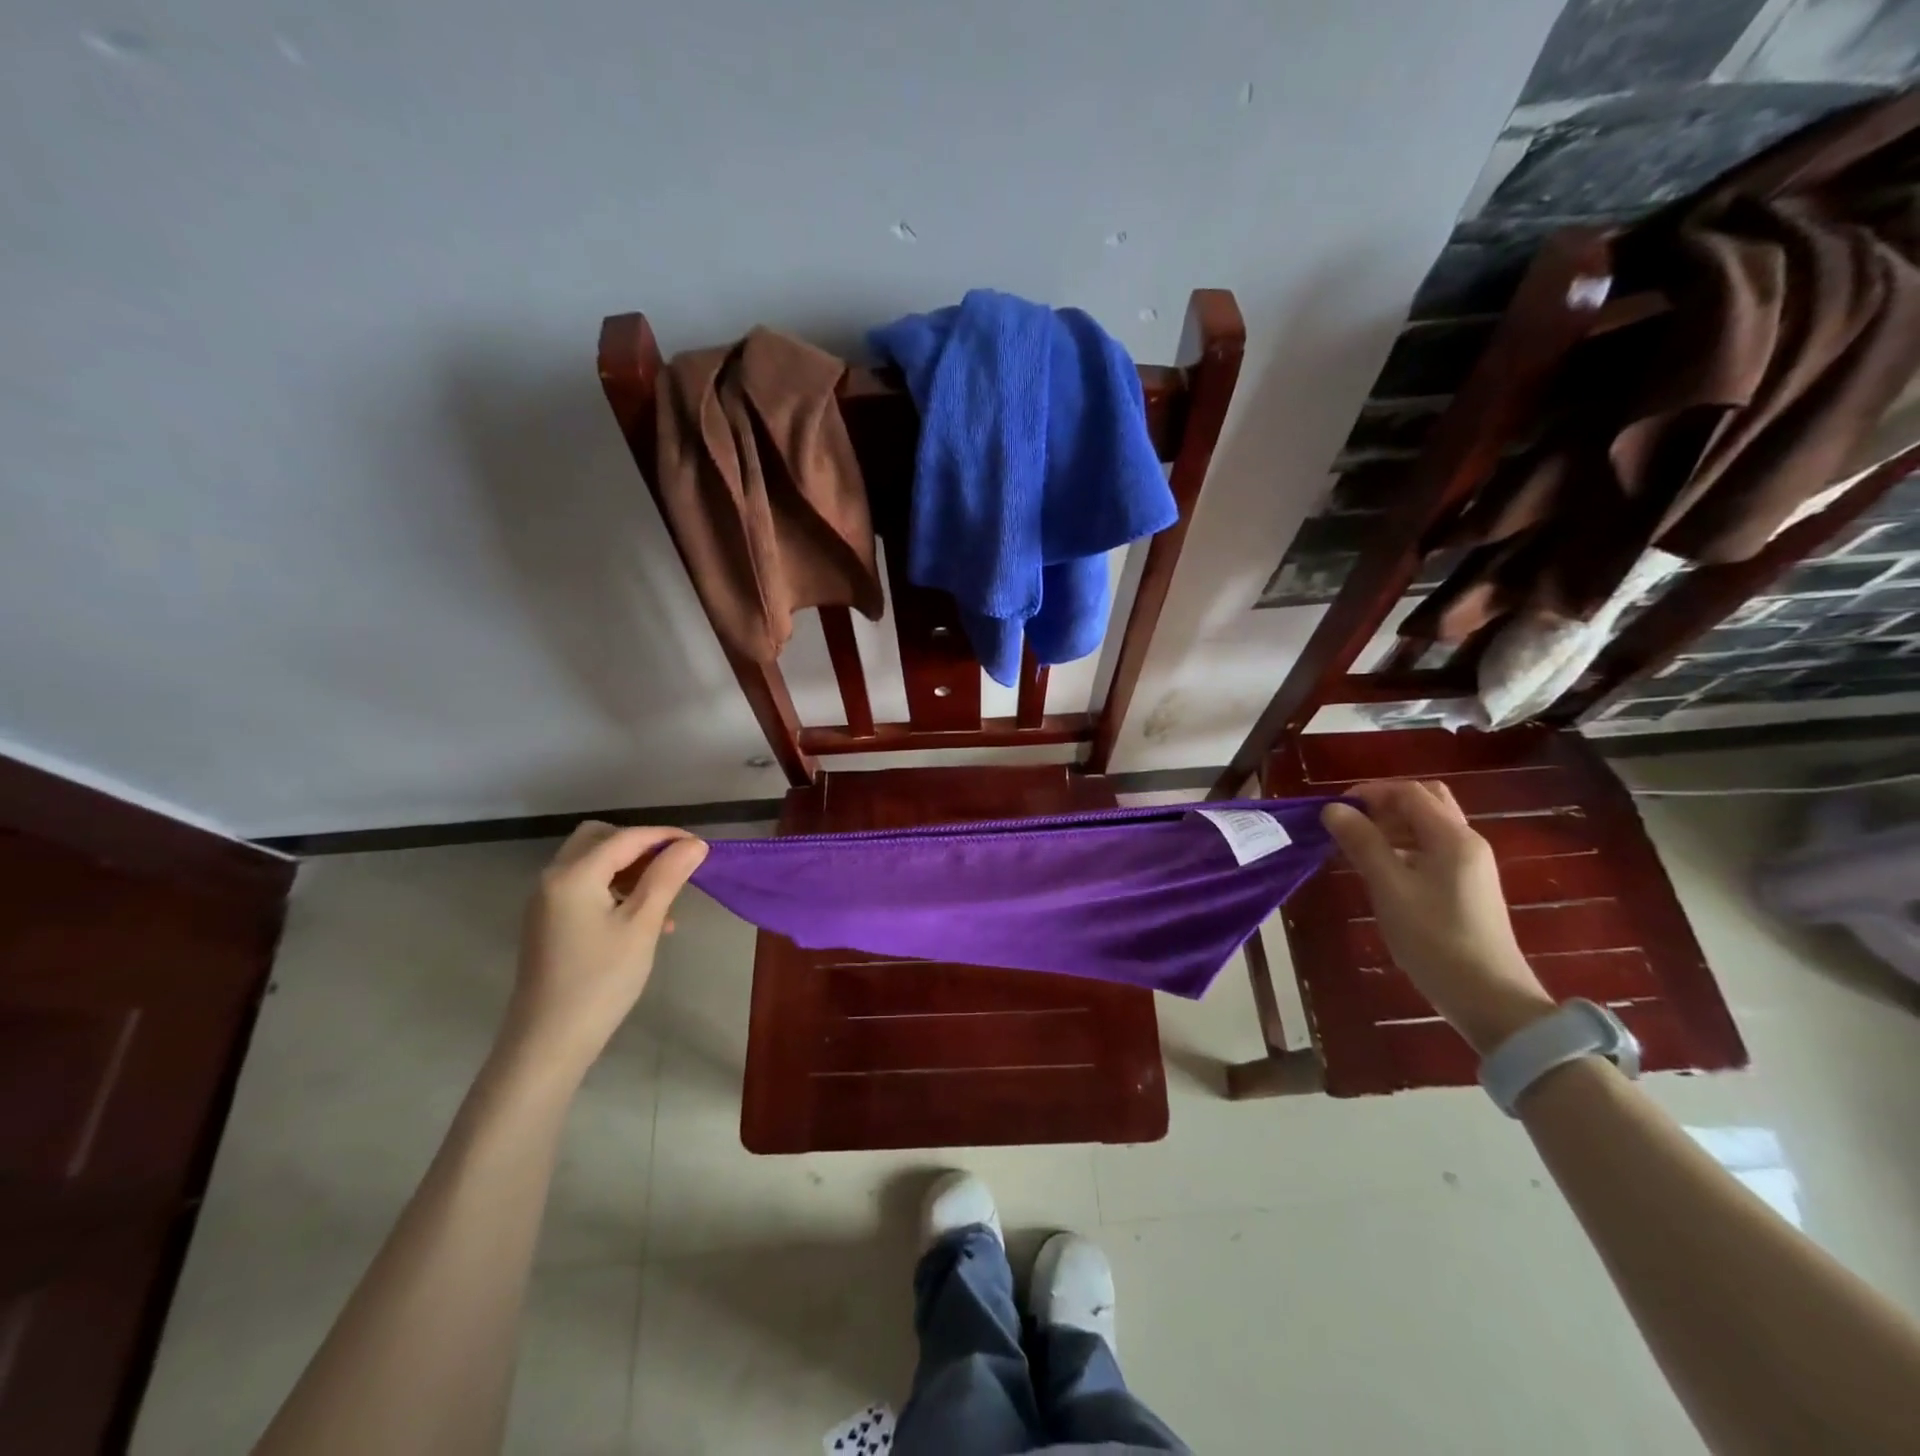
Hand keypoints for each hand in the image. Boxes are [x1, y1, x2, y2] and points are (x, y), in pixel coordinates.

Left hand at [504, 822, 707, 1076]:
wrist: (549, 1041)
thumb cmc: (601, 980)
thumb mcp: (642, 925)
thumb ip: (667, 877)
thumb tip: (694, 844)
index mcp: (574, 875)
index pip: (626, 837)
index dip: (666, 837)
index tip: (701, 848)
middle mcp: (553, 878)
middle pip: (600, 838)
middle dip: (641, 845)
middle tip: (674, 866)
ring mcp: (547, 901)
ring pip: (592, 862)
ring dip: (629, 868)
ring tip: (665, 897)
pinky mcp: (549, 921)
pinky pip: (585, 886)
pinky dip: (614, 887)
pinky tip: (642, 918)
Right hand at [1321, 781, 1554, 1055]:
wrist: (1489, 998)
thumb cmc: (1434, 939)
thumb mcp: (1389, 888)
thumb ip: (1362, 843)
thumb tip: (1333, 808)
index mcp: (1452, 837)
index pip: (1409, 792)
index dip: (1369, 793)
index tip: (1334, 811)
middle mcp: (1466, 842)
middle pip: (1425, 802)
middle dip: (1384, 805)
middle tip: (1351, 825)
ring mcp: (1470, 866)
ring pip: (1428, 826)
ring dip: (1393, 826)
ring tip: (1359, 848)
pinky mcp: (1467, 887)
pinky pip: (1432, 850)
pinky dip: (1404, 847)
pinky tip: (1382, 872)